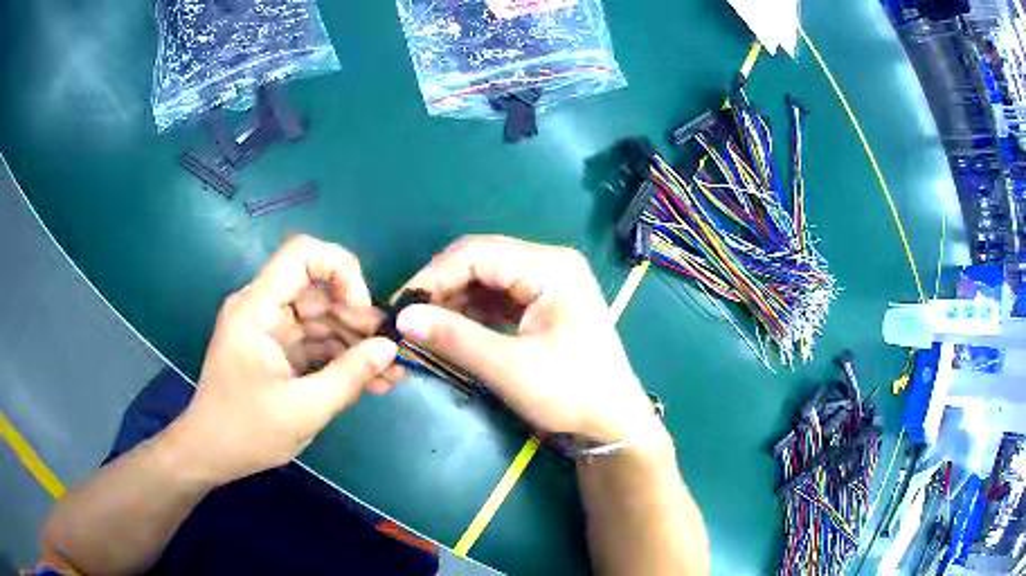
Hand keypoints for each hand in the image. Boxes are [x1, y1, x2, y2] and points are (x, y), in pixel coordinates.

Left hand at [170, 235, 400, 484]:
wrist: (211, 453)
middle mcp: (261, 308)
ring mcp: (268, 329)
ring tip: (391, 375)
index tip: (363, 311)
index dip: (340, 270)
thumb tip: (389, 349)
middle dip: (358, 321)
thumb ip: (349, 376)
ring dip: (355, 345)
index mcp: (257, 309)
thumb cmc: (248, 432)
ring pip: (321, 320)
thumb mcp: (304, 409)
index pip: (301, 255)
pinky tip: (370, 381)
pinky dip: (339, 359)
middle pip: (318, 292)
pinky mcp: (275, 349)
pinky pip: (313, 342)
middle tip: (393, 353)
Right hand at [396, 236, 656, 443]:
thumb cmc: (571, 393)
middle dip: (442, 286)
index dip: (434, 275)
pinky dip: (472, 311)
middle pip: (481, 260)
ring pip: (487, 278)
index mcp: (550, 267)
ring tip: (424, 325)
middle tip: (409, 316)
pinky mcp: (543, 303)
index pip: (477, 253)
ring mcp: (549, 282)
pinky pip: (498, 296)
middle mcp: (550, 264)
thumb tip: (402, 317)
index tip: (400, 305)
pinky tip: (450, 328)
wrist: (613, 421)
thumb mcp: (510, 367)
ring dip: (454, 299)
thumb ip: (455, 338)